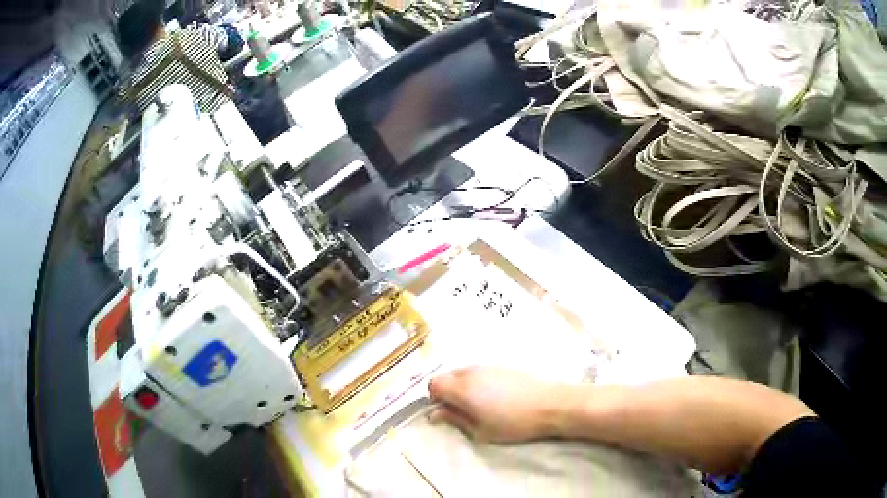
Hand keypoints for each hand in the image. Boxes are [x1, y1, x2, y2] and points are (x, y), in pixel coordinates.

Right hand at [427, 366, 565, 443]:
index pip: (433, 384)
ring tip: (478, 404)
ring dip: (461, 386)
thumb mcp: (480, 430)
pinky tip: (493, 396)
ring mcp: (487, 366)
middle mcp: (470, 372)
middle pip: (446, 376)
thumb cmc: (511, 423)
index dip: (434, 399)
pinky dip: (476, 382)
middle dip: (447, 392)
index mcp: (462, 388)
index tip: (446, 412)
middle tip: (461, 410)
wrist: (547, 404)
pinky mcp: (501, 365)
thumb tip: (434, 414)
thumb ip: (454, 419)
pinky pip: (478, 371)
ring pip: (462, 372)